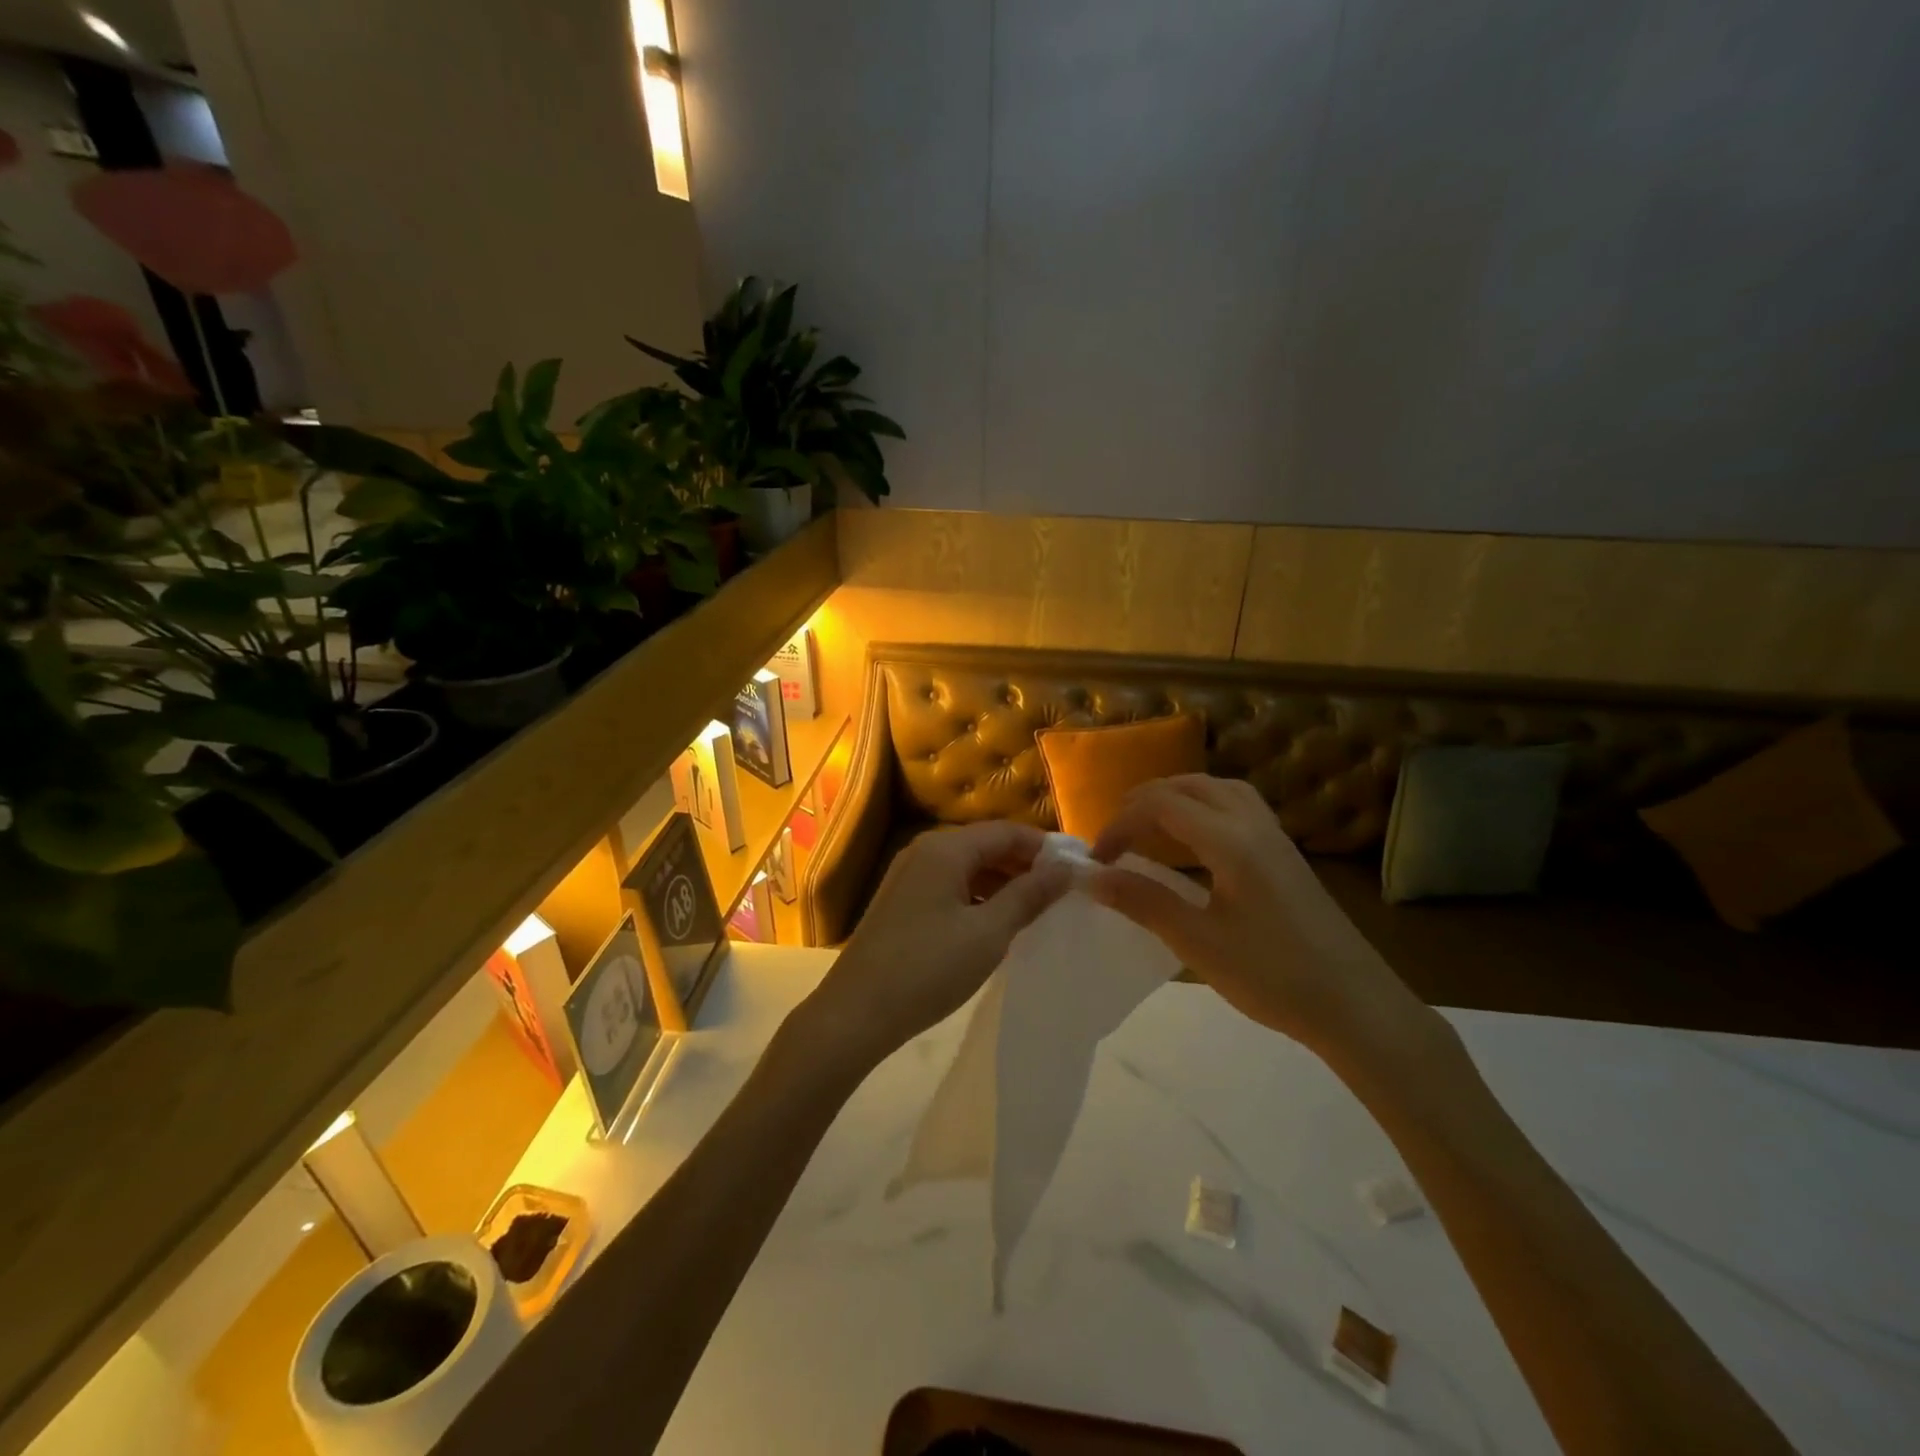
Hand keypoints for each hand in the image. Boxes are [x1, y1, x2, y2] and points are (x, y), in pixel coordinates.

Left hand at [804, 821, 1071, 1064]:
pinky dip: (979, 896)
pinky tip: (997, 922)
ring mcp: (909, 876)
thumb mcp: (988, 933)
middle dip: (1025, 865)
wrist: (856, 1013)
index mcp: (945, 848)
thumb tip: (1067, 869)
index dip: (1045, 847)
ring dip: (1003, 882)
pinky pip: (951, 885)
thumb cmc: (928, 968)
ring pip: (968, 867)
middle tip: (1062, 893)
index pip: (1006, 831)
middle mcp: (925, 851)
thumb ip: (1029, 896)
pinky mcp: (902, 901)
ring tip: (1037, 909)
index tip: (1078, 868)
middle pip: (986, 845)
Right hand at [1087, 775, 1430, 1061]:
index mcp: (1230, 840)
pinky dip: (1203, 808)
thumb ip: (1143, 902)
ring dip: (1176, 799)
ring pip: (1216, 790)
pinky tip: (1195, 841)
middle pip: (1189, 785)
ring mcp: (1274, 836)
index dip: (1120, 824)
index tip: (1097, 860)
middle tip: (1116, 838)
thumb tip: (1091, 878)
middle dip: (1144, 802)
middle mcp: (1253, 824)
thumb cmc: (1273, 976)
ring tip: (1149, 828)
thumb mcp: (1198, 943)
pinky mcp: (1286, 853)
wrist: (1356, 1006)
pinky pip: (1236, 806)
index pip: (1161, 805)